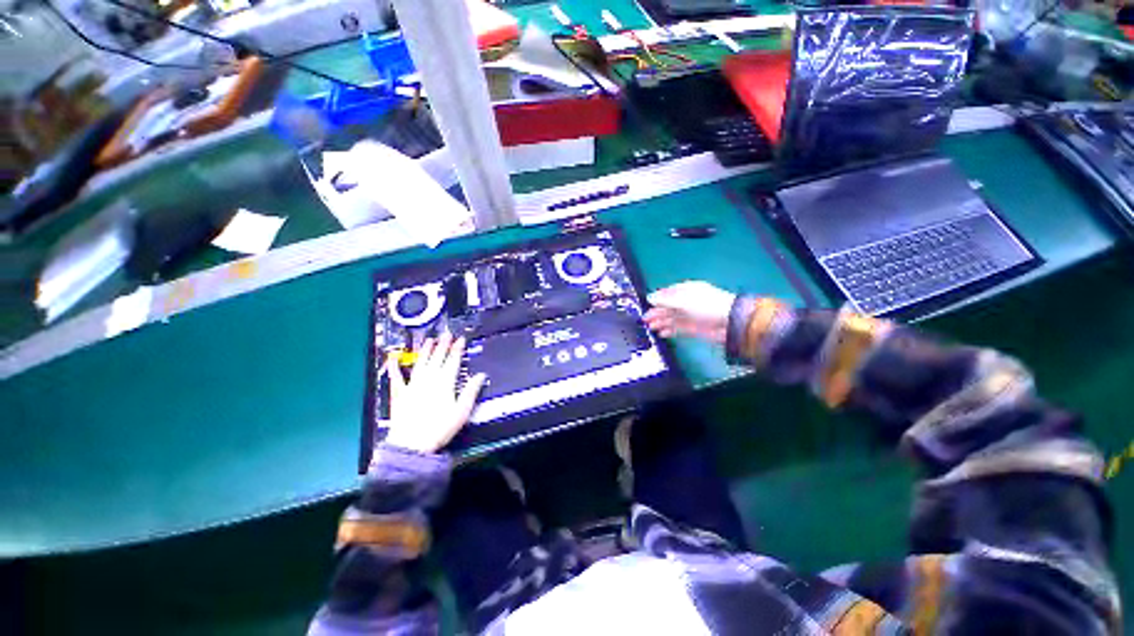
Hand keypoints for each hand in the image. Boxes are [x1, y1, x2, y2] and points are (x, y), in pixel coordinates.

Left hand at [384, 334, 486, 453]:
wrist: (411, 445)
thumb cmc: (439, 428)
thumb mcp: (462, 411)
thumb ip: (471, 391)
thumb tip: (481, 375)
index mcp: (445, 383)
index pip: (453, 361)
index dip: (457, 348)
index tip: (461, 339)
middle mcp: (429, 379)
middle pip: (437, 358)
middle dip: (443, 345)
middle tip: (446, 334)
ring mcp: (412, 385)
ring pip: (420, 362)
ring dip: (425, 350)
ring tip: (429, 340)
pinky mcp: (399, 393)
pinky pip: (396, 377)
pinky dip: (394, 367)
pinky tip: (393, 358)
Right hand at [644, 281, 735, 343]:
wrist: (729, 323)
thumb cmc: (707, 306)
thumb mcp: (683, 300)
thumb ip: (665, 300)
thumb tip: (650, 298)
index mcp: (686, 291)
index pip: (668, 293)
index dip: (657, 299)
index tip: (647, 304)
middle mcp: (687, 303)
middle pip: (668, 307)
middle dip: (656, 312)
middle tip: (645, 319)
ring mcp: (690, 316)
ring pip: (671, 319)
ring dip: (660, 322)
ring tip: (650, 327)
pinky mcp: (693, 328)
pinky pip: (677, 329)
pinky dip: (669, 331)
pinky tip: (661, 333)